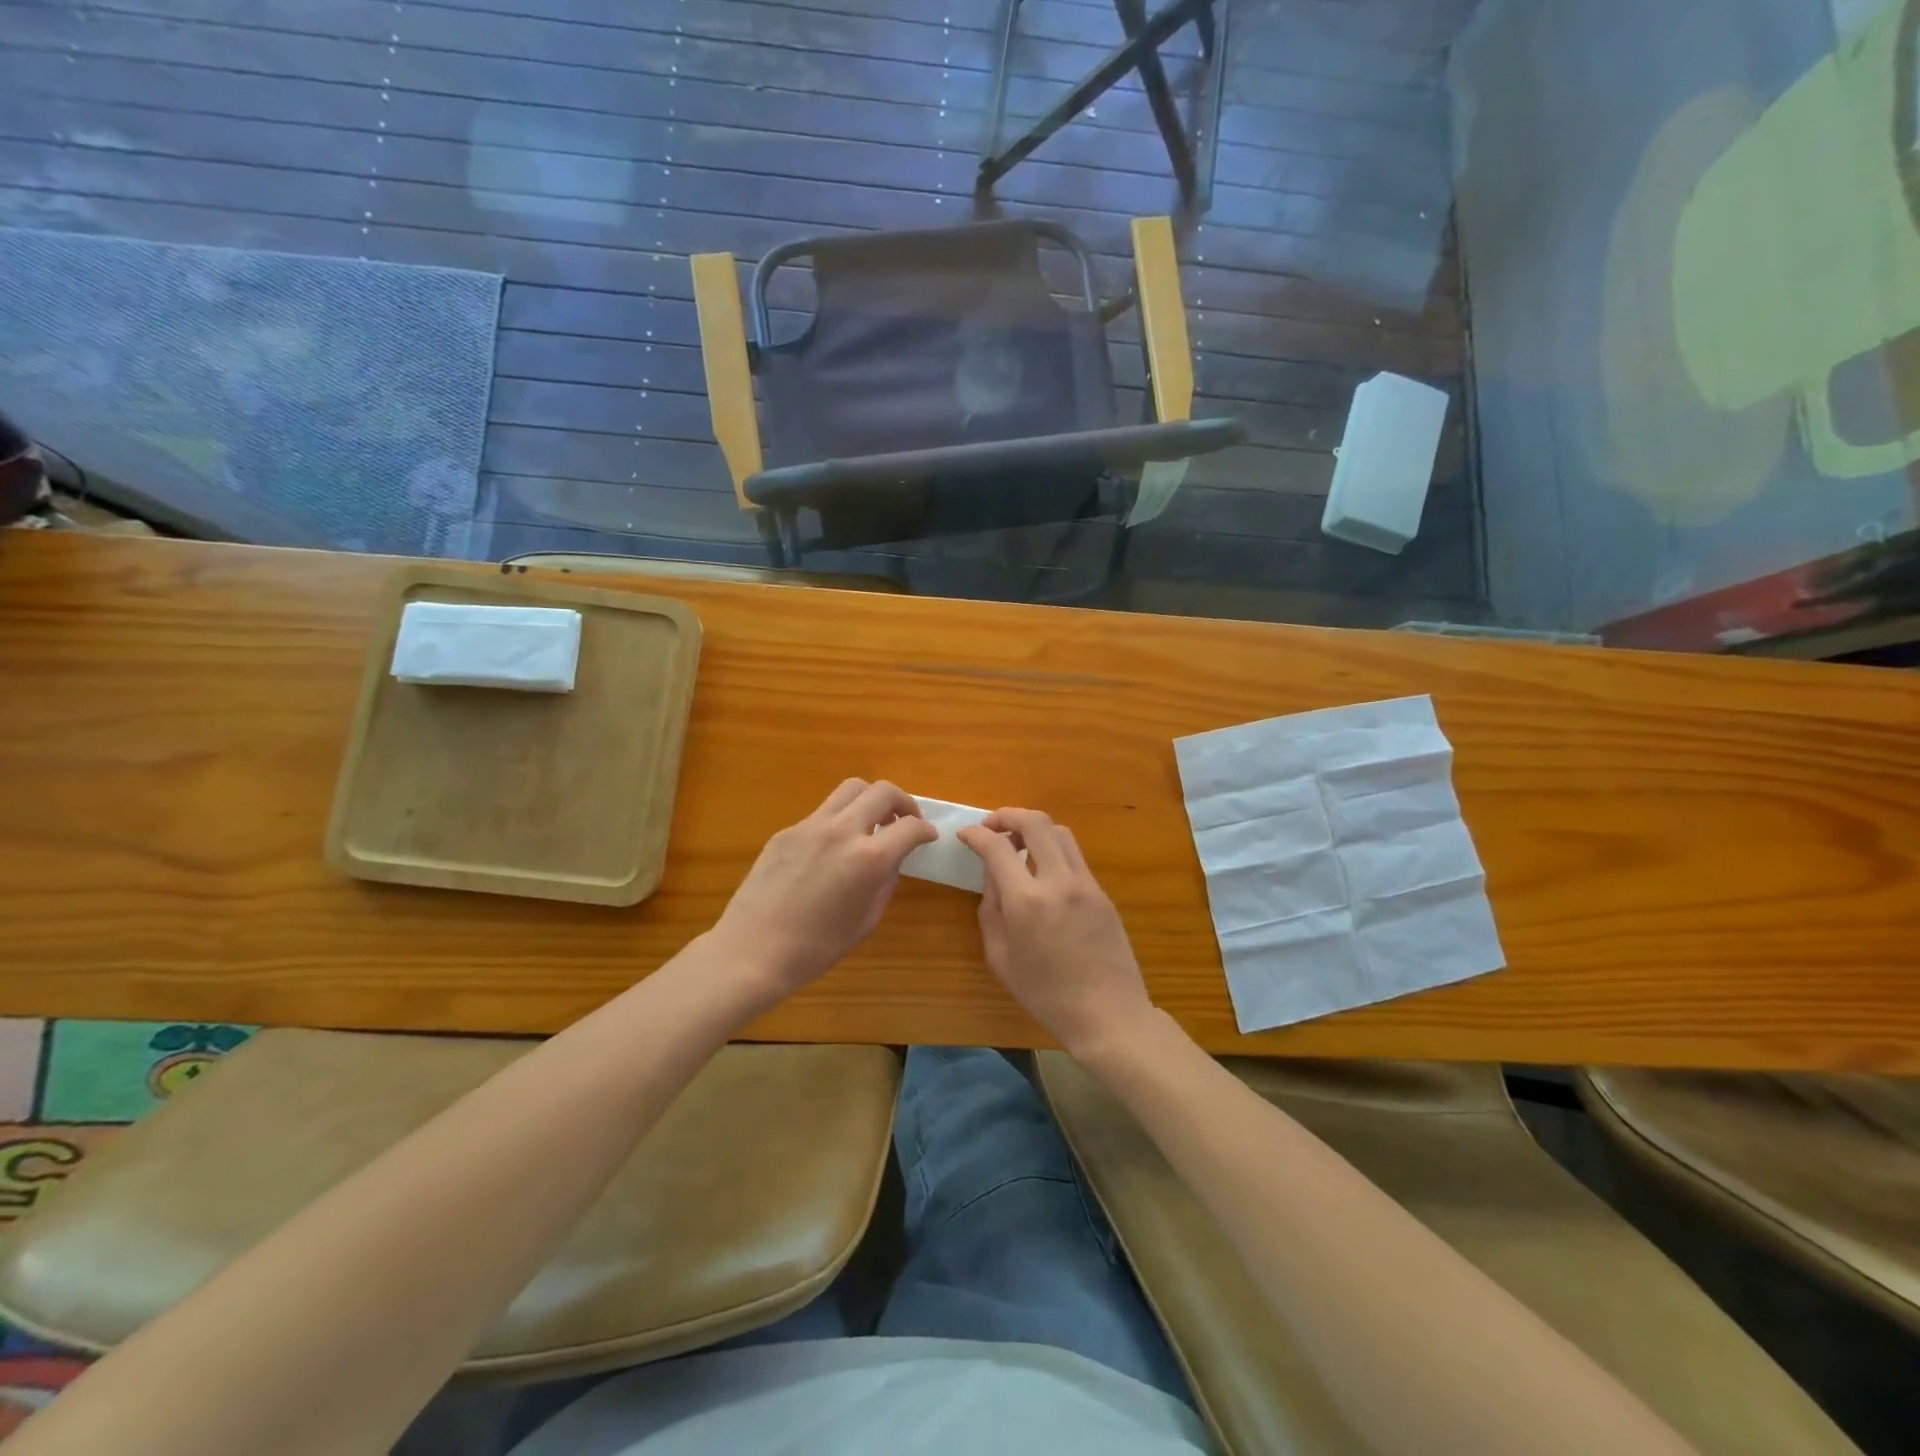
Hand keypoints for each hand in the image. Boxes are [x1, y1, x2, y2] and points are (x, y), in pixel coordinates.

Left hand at [712, 778, 936, 998]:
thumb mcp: (866, 920)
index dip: (925, 830)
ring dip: (870, 800)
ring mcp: (811, 826)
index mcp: (868, 859)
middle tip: (905, 820)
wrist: (753, 951)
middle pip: (883, 791)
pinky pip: (823, 812)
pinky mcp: (787, 831)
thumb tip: (892, 859)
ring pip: (851, 788)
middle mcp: (842, 831)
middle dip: (903, 801)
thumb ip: (885, 882)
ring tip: (872, 822)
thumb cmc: (816, 948)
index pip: (910, 826)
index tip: (927, 836)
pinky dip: (839, 819)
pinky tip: (834, 847)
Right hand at [958, 808, 1157, 1057]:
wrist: (1107, 1013)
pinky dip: (1053, 849)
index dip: (976, 834)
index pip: (997, 847)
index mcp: (1026, 901)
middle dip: (1008, 815)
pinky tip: (1043, 869)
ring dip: (1034, 828)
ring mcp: (1085, 884)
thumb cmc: (1045, 994)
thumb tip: (992, 876)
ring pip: (1060, 832)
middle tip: (992, 826)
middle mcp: (1057, 882)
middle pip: (1036, 822)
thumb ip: (991, 909)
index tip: (965, 835)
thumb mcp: (1000, 957)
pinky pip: (1074, 856)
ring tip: (1018, 843)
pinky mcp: (1102, 892)